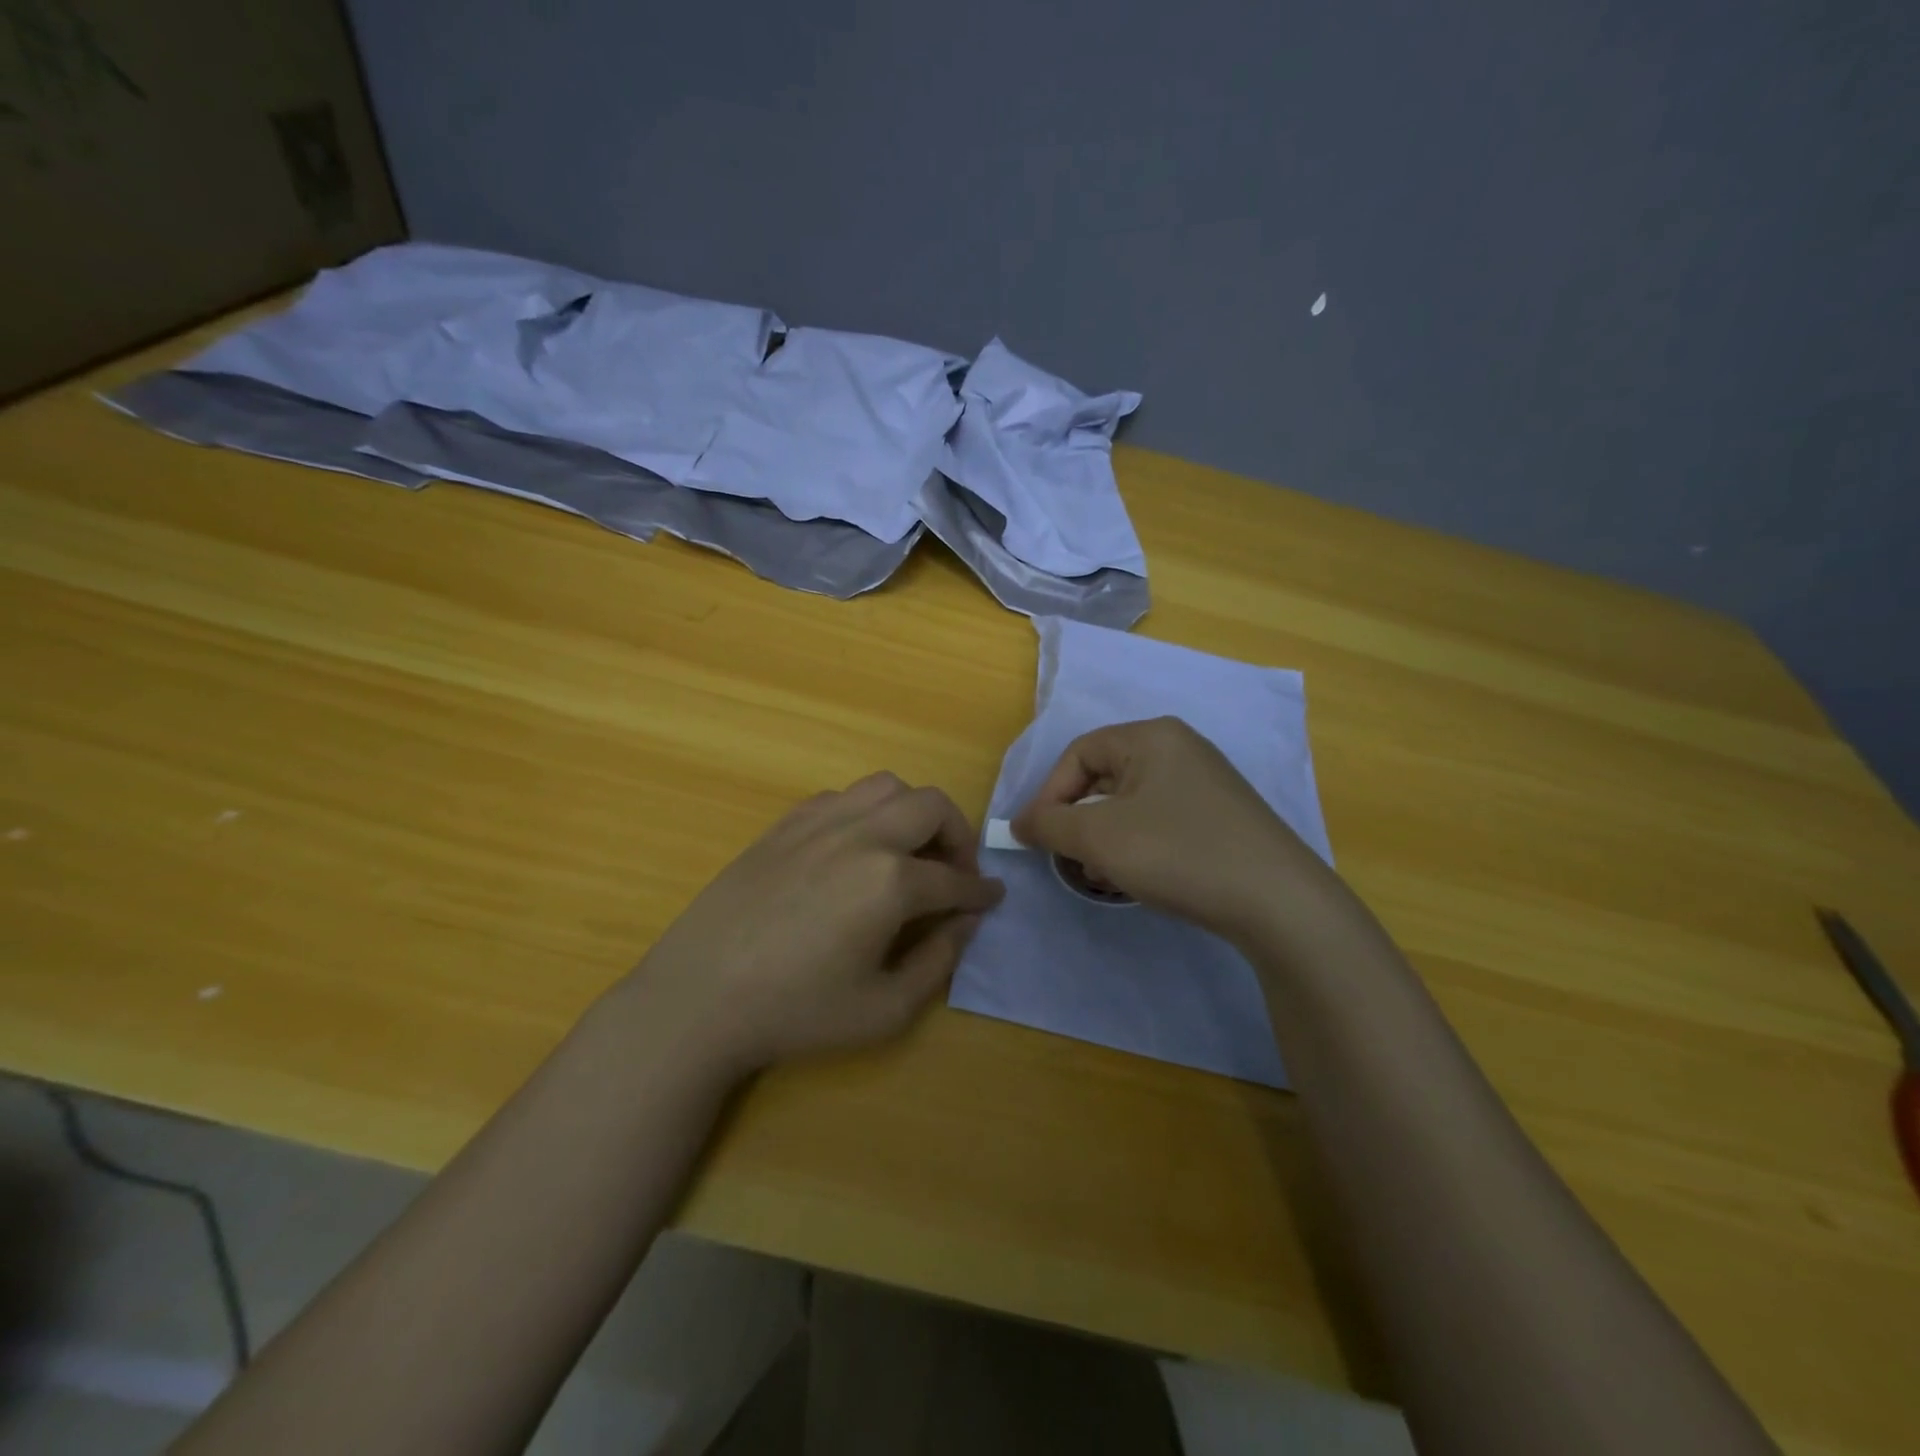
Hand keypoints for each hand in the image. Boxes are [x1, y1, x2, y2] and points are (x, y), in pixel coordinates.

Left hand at [627, 773, 1004, 1075]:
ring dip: (913, 812)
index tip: (993, 897)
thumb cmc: (796, 1012)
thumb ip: (939, 961)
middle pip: (931, 806)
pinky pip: (841, 797)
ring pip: (887, 786)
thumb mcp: (884, 1010)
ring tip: (908, 851)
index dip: (981, 891)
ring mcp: (819, 822)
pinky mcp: (785, 824)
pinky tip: (855, 849)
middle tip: (953, 872)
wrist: (699, 998)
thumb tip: (967, 922)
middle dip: (957, 835)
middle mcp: (862, 836)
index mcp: (891, 881)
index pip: (955, 878)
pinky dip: (866, 812)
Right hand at [1011, 717, 1338, 940]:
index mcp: (1151, 736)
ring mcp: (1206, 783)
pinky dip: (1138, 845)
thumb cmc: (1179, 853)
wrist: (1278, 902)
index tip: (1038, 838)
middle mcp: (1181, 749)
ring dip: (1105, 838)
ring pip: (1131, 803)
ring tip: (1102, 876)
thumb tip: (1019, 823)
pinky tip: (1138, 878)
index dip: (1049, 794)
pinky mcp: (1222, 816)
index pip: (1079, 753)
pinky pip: (1160, 820)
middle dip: (1078, 820)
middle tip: (1070, 860)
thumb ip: (1049, 824)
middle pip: (1105, 777)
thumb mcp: (1099, 838)